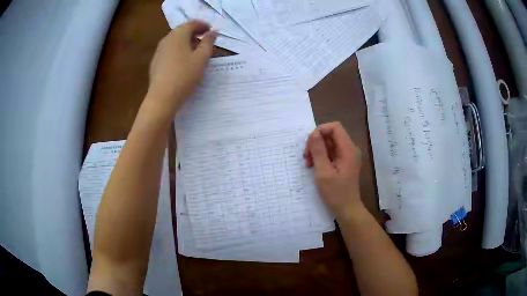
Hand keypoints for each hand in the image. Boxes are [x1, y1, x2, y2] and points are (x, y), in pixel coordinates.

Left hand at [147, 20, 216, 116]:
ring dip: (186, 42)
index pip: (192, 23)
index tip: (211, 31)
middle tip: (205, 42)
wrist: (162, 97)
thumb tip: (213, 32)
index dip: (203, 25)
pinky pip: (169, 51)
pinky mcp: (155, 62)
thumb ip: (208, 42)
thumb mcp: (202, 58)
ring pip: (175, 41)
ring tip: (195, 52)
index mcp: (178, 35)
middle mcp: (166, 39)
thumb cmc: (185, 75)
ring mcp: (159, 51)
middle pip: (182, 31)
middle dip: (195, 33)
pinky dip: (178, 51)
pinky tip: (183, 62)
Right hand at [303, 122, 361, 218]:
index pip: (335, 127)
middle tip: (306, 157)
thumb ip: (318, 151)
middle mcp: (350, 149)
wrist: (347, 209)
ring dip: (317, 150)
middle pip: (331, 134)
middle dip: (316, 142)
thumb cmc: (336, 193)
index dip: (320, 131)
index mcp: (348, 149)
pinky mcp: (344, 162)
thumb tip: (314, 134)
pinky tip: (314, 166)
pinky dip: (321, 156)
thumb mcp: (323, 172)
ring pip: (329, 143)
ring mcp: (347, 155)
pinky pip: (331, 152)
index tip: (309, 144)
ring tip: (308, 163)